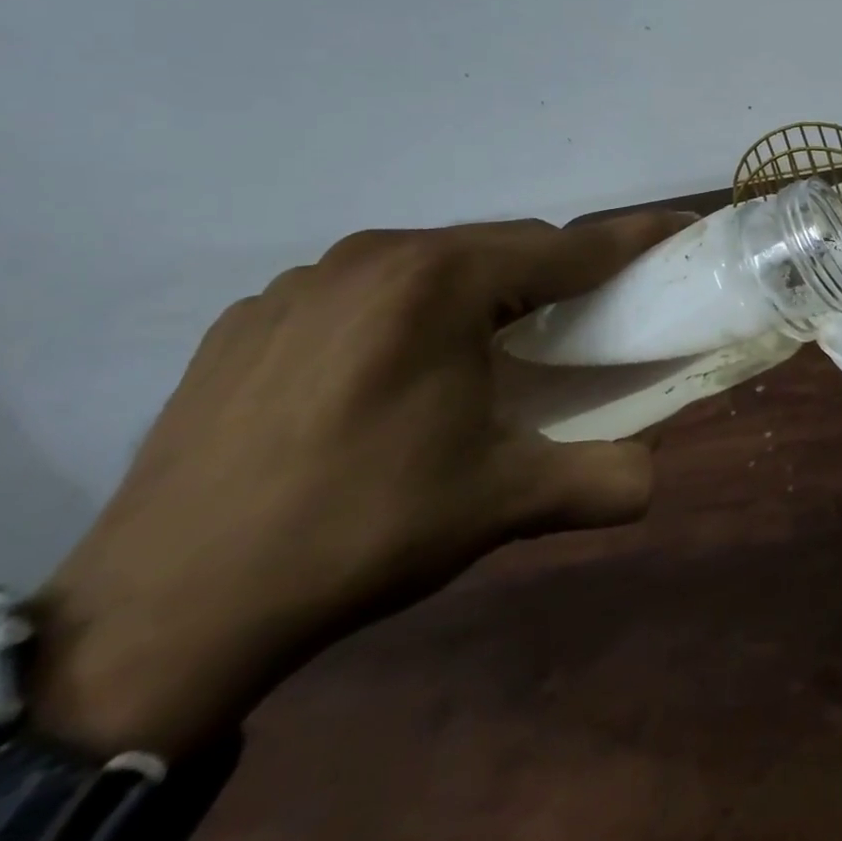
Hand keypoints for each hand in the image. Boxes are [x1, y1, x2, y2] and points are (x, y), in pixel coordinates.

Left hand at [29, 210, 690, 758]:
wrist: (160, 613)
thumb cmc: (359, 530)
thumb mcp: (500, 503)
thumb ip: (600, 480)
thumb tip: (653, 479)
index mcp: (441, 283)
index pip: (568, 246)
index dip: (634, 238)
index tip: (681, 227)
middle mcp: (373, 258)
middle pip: (502, 246)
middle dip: (556, 275)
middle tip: (579, 325)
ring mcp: (302, 282)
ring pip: (433, 264)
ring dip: (480, 292)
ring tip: (483, 356)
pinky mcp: (251, 317)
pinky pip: (362, 290)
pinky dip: (405, 313)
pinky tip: (387, 378)